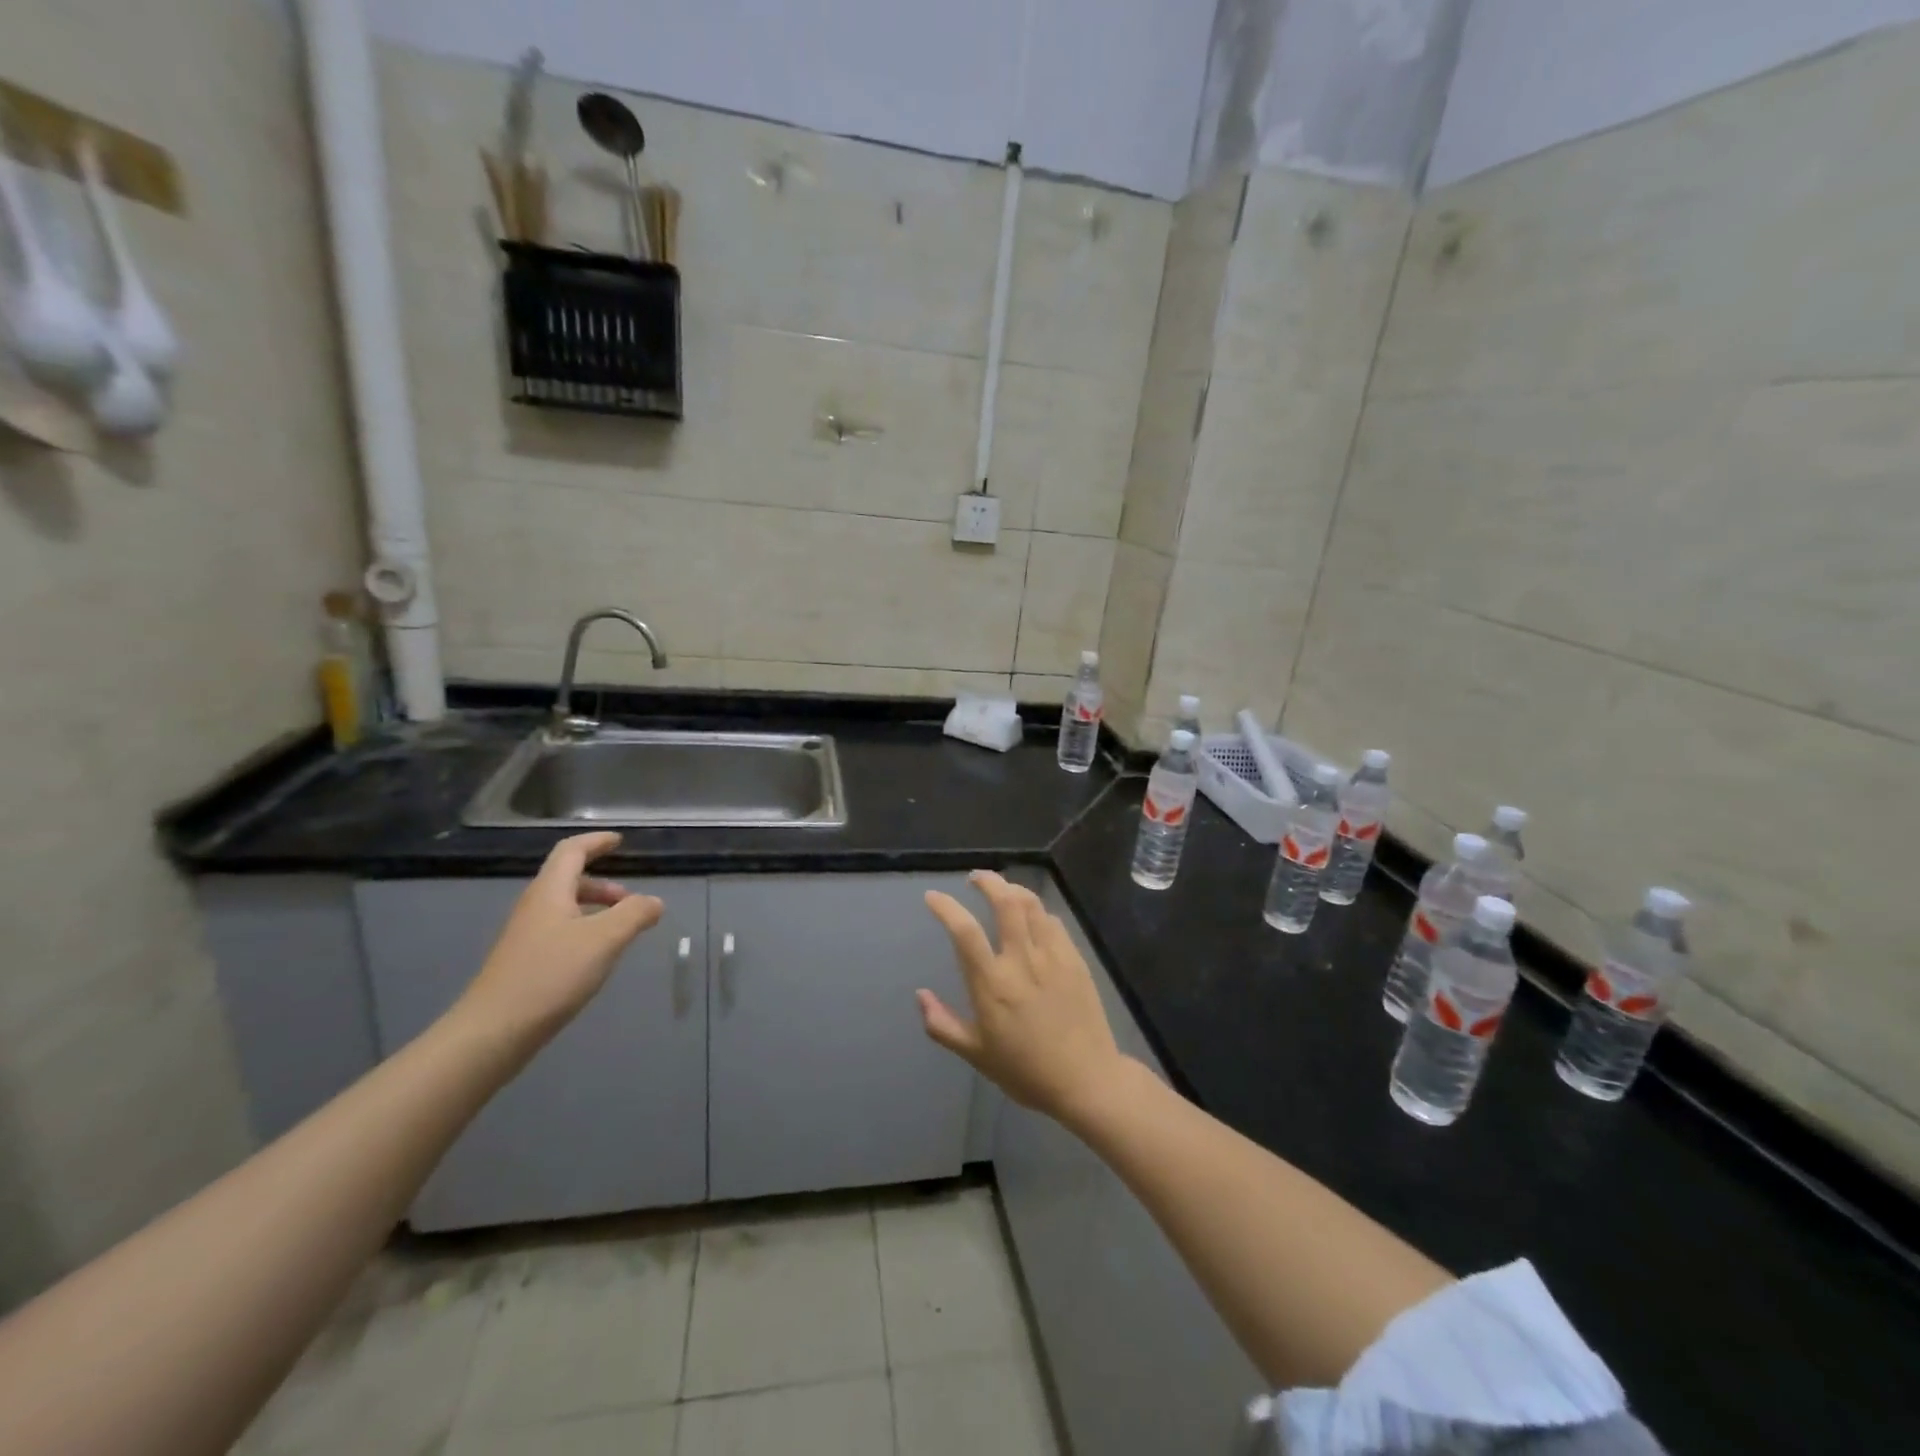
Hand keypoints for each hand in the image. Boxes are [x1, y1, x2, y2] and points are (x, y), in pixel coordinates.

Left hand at [453, 832, 662, 1049]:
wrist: (493, 1032)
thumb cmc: (550, 975)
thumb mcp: (604, 940)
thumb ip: (634, 914)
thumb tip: (654, 901)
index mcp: (550, 892)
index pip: (571, 851)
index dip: (596, 842)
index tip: (619, 841)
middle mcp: (534, 907)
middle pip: (568, 880)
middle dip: (602, 884)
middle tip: (630, 899)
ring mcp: (525, 936)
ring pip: (564, 908)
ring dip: (594, 909)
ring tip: (619, 931)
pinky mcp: (524, 963)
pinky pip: (559, 932)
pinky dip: (583, 931)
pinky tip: (596, 958)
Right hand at [920, 871, 1130, 1125]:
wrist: (1087, 1081)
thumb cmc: (1026, 1071)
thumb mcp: (976, 1055)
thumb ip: (942, 1024)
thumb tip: (920, 995)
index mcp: (993, 984)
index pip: (964, 932)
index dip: (946, 907)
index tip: (933, 897)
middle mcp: (1022, 961)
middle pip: (1005, 902)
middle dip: (988, 881)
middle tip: (974, 878)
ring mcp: (1052, 957)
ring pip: (1032, 905)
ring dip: (1013, 890)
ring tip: (1002, 890)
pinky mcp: (1074, 959)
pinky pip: (1053, 922)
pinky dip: (1037, 912)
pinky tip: (1032, 918)